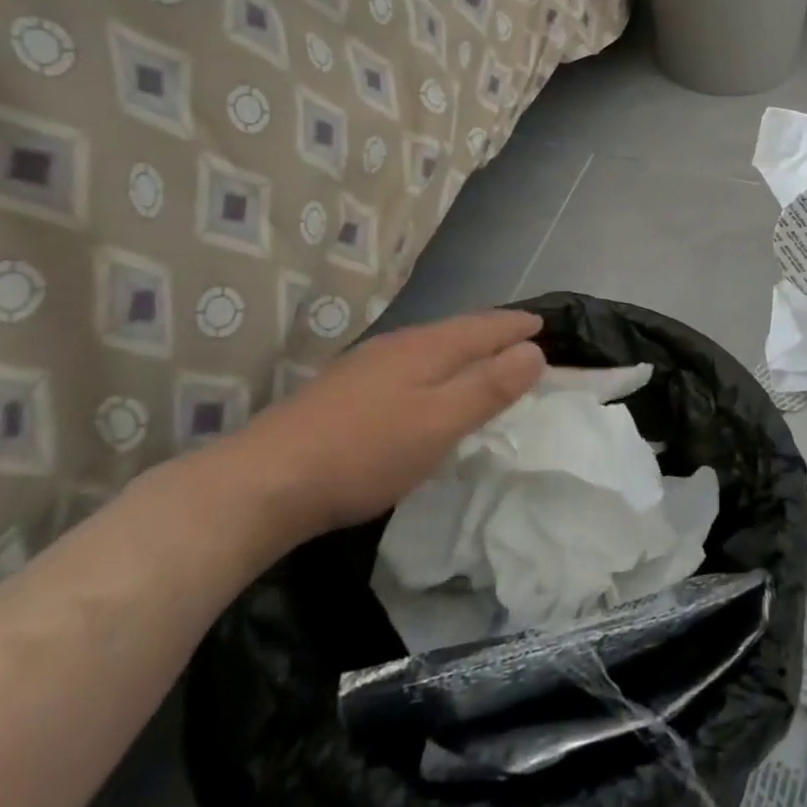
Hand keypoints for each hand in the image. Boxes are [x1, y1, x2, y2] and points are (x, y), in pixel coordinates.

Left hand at [215, 310, 544, 543]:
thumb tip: (534, 351)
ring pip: (430, 347)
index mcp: (428, 348)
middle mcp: (398, 345)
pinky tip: (424, 388)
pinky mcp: (344, 390)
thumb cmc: (365, 452)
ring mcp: (366, 366)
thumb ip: (489, 387)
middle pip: (457, 330)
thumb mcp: (440, 423)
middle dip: (492, 332)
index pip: (484, 326)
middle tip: (520, 339)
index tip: (542, 324)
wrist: (263, 482)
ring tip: (481, 360)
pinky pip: (408, 365)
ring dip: (463, 350)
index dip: (516, 325)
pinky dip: (435, 368)